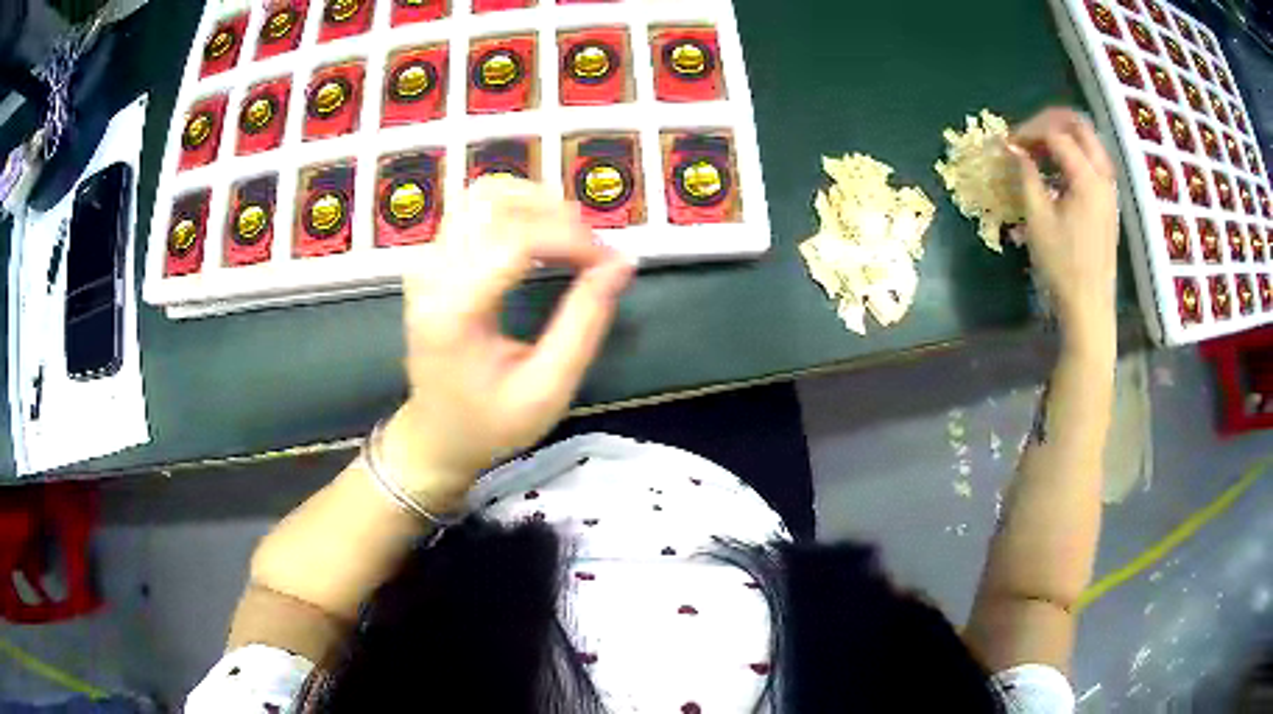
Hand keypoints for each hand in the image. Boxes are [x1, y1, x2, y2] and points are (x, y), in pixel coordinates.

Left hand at [381, 177, 634, 511]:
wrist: (435, 435)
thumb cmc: (490, 423)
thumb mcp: (548, 389)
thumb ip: (585, 323)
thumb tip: (621, 264)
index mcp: (453, 309)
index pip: (515, 239)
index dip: (572, 239)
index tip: (608, 263)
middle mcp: (432, 273)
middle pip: (494, 200)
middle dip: (554, 212)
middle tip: (592, 249)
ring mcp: (426, 261)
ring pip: (482, 194)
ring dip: (533, 203)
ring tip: (569, 238)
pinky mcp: (432, 259)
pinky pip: (474, 210)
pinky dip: (516, 211)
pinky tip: (541, 239)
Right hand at [1010, 108, 1118, 349]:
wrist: (1089, 306)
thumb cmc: (1062, 266)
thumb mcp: (1038, 219)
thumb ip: (1027, 176)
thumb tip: (1014, 149)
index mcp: (1087, 179)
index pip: (1055, 133)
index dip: (1028, 131)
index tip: (1008, 144)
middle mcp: (1103, 177)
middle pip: (1079, 126)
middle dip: (1049, 121)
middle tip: (1026, 134)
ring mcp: (1109, 189)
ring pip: (1089, 141)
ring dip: (1063, 136)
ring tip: (1039, 151)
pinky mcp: (1107, 202)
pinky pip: (1093, 161)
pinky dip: (1073, 154)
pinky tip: (1056, 172)